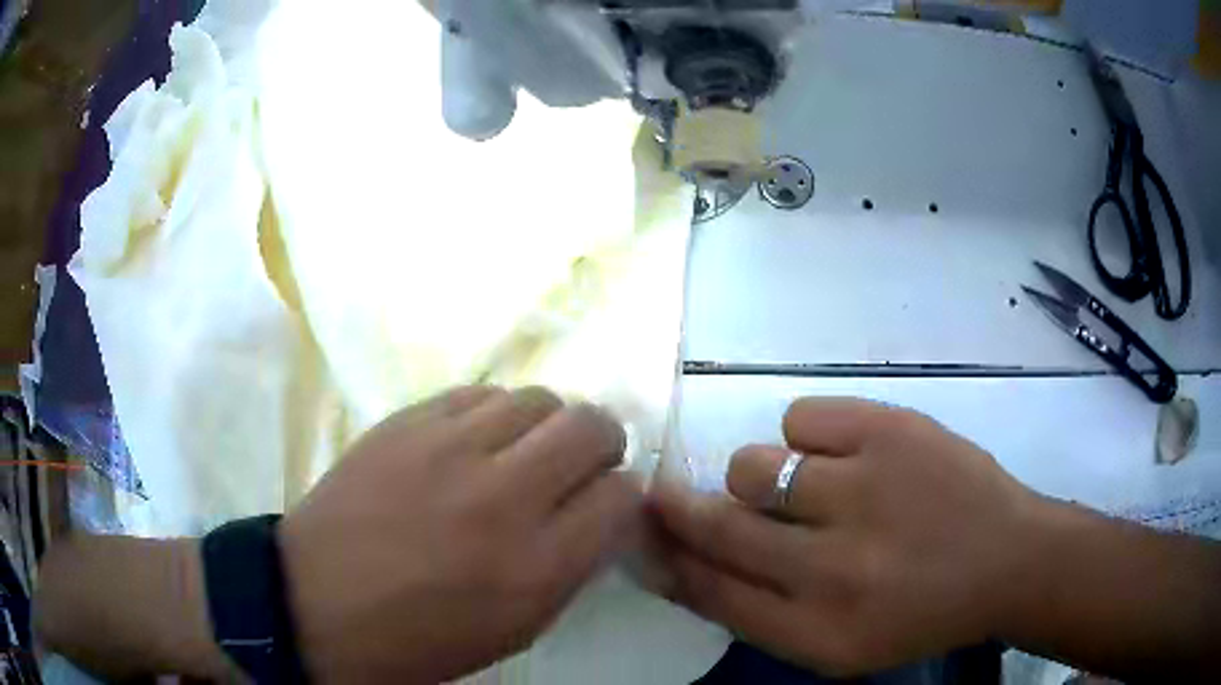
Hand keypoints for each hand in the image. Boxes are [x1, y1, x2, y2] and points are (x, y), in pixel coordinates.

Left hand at [279, 386, 641, 682]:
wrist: (317, 602)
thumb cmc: (419, 637)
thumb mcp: (514, 629)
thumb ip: (569, 568)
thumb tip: (600, 515)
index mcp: (535, 566)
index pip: (622, 497)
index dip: (624, 498)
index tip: (606, 506)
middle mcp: (502, 496)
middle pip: (593, 426)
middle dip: (603, 444)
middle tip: (580, 467)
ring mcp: (449, 448)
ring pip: (539, 398)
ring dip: (548, 426)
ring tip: (523, 454)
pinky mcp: (407, 420)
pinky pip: (480, 393)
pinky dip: (495, 415)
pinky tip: (474, 443)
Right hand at [651, 397, 1039, 675]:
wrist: (1009, 560)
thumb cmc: (920, 612)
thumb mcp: (836, 646)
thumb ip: (758, 613)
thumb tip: (680, 563)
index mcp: (818, 632)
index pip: (708, 590)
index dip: (665, 557)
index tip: (641, 533)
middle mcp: (834, 568)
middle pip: (718, 525)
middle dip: (676, 507)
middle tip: (662, 494)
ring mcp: (866, 489)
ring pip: (752, 464)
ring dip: (760, 477)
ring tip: (804, 486)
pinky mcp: (891, 429)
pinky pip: (801, 417)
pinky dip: (808, 437)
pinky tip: (845, 455)